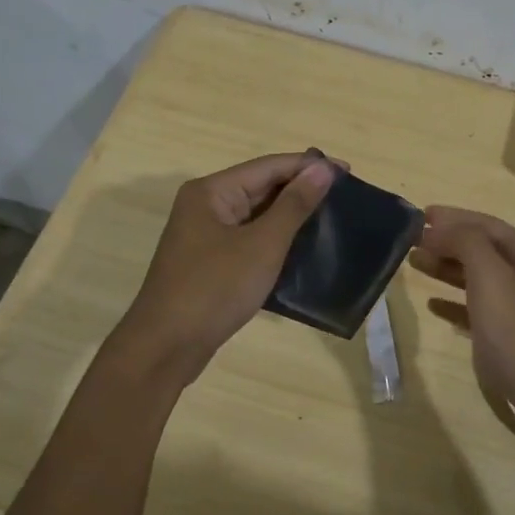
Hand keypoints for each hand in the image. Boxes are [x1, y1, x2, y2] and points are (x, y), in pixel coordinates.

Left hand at [118, 153, 336, 378]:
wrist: (166, 347)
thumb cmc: (215, 288)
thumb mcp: (262, 245)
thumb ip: (294, 204)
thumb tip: (322, 168)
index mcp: (212, 192)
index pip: (269, 166)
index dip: (309, 166)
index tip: (349, 171)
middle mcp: (206, 206)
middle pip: (261, 188)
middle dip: (301, 190)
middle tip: (346, 197)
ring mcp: (205, 236)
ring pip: (257, 216)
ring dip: (291, 217)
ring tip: (332, 221)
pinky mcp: (210, 263)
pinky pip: (250, 240)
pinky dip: (276, 241)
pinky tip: (304, 250)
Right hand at [409, 207, 514, 444]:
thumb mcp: (491, 277)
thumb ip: (466, 243)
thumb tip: (442, 228)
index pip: (486, 224)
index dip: (453, 218)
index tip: (420, 215)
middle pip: (482, 249)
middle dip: (447, 242)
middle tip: (410, 241)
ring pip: (479, 278)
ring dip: (447, 269)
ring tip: (415, 264)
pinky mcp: (513, 338)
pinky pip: (479, 310)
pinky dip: (456, 303)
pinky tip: (434, 305)